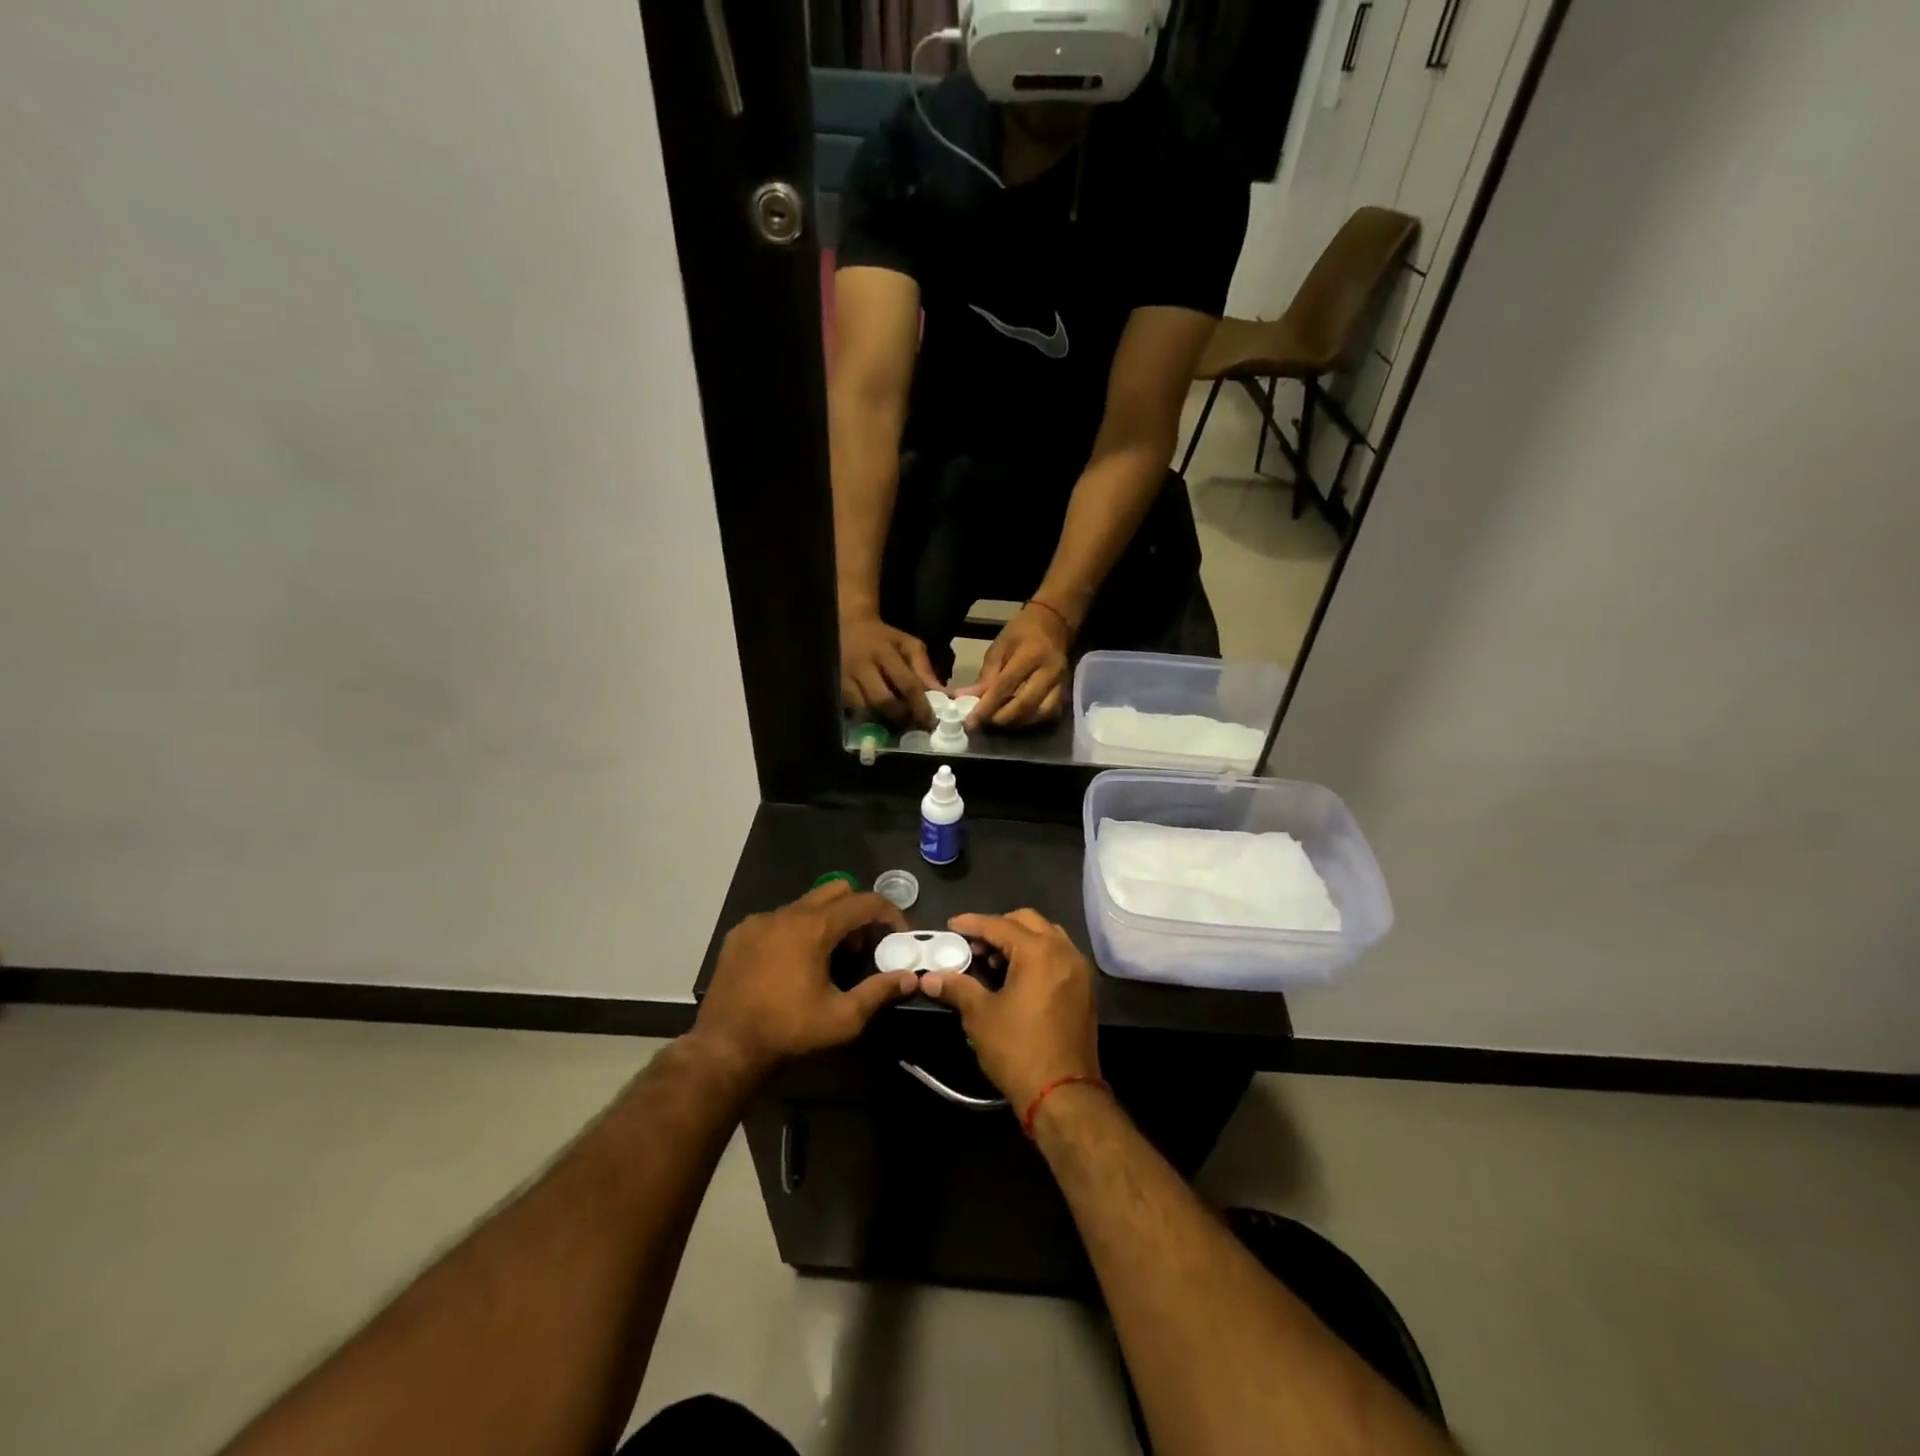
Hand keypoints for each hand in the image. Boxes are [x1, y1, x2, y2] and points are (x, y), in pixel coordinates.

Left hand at [695, 882, 918, 1078]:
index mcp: (815, 926)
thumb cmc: (788, 1030)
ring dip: (827, 920)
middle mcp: (787, 912)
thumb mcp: (842, 1018)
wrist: (724, 1047)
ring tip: (829, 957)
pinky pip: (778, 918)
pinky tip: (792, 963)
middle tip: (863, 946)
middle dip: (858, 911)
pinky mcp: (740, 933)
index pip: (865, 902)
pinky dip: (796, 930)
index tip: (899, 935)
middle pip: (837, 890)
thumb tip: (910, 978)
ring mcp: (759, 920)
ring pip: (805, 904)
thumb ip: (879, 992)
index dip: (890, 914)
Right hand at [840, 611, 941, 728]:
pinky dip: (865, 717)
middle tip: (912, 725)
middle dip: (900, 717)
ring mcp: (844, 678)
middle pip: (883, 701)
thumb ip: (925, 669)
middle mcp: (862, 666)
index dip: (920, 707)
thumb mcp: (908, 645)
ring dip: (882, 720)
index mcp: (884, 652)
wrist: (847, 624)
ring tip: (894, 723)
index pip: (907, 685)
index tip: (931, 722)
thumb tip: (944, 696)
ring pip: (865, 710)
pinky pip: (851, 710)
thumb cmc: (883, 638)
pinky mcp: (834, 687)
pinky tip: (876, 717)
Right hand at [919, 910, 1099, 1111]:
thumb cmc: (1018, 1050)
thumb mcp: (981, 1016)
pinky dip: (1037, 955)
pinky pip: (1059, 956)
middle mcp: (1064, 952)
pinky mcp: (1085, 989)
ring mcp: (1079, 970)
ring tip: (994, 961)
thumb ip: (957, 988)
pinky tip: (1017, 977)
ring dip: (1020, 940)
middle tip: (974, 945)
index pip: (1000, 925)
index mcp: (1039, 952)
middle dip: (998, 927)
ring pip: (1047, 936)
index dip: (972, 924)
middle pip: (1028, 922)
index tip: (951, 926)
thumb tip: (930, 978)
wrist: (1064, 1095)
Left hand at [958, 604, 1072, 729]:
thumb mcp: (999, 647)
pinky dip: (1028, 721)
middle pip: (1024, 705)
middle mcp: (1050, 672)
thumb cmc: (1022, 633)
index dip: (986, 706)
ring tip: (995, 721)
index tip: (970, 721)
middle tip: (981, 723)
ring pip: (1036, 714)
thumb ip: (985, 676)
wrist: (1054, 624)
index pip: (1006, 686)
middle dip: (999, 718)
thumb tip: (965, 699)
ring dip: (1013, 722)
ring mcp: (1061, 685)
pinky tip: (1014, 719)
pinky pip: (1046, 715)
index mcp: (1032, 654)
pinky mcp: (1065, 694)